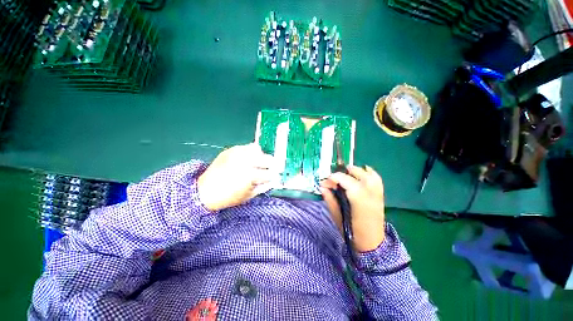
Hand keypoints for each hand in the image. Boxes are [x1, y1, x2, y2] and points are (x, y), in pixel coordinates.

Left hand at [197, 143, 279, 210]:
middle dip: (272, 165)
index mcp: (250, 176)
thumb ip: (263, 186)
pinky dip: (251, 152)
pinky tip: (248, 159)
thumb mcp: (249, 196)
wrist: (204, 191)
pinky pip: (246, 147)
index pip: (270, 173)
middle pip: (267, 158)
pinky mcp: (231, 150)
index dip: (275, 175)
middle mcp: (245, 162)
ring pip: (258, 150)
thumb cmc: (228, 197)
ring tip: (258, 163)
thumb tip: (273, 180)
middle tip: (270, 169)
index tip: (276, 176)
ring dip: (261, 157)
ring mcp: (237, 154)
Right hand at [320, 165, 384, 252]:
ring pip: (369, 174)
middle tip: (333, 179)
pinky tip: (362, 172)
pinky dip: (369, 172)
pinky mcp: (380, 195)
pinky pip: (377, 179)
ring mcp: (377, 194)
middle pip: (358, 174)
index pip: (346, 181)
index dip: (334, 178)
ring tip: (345, 173)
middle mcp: (370, 194)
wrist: (372, 244)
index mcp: (359, 200)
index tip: (324, 182)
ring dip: (356, 171)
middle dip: (343, 173)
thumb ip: (330, 200)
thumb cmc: (353, 232)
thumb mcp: (337, 217)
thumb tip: (322, 187)